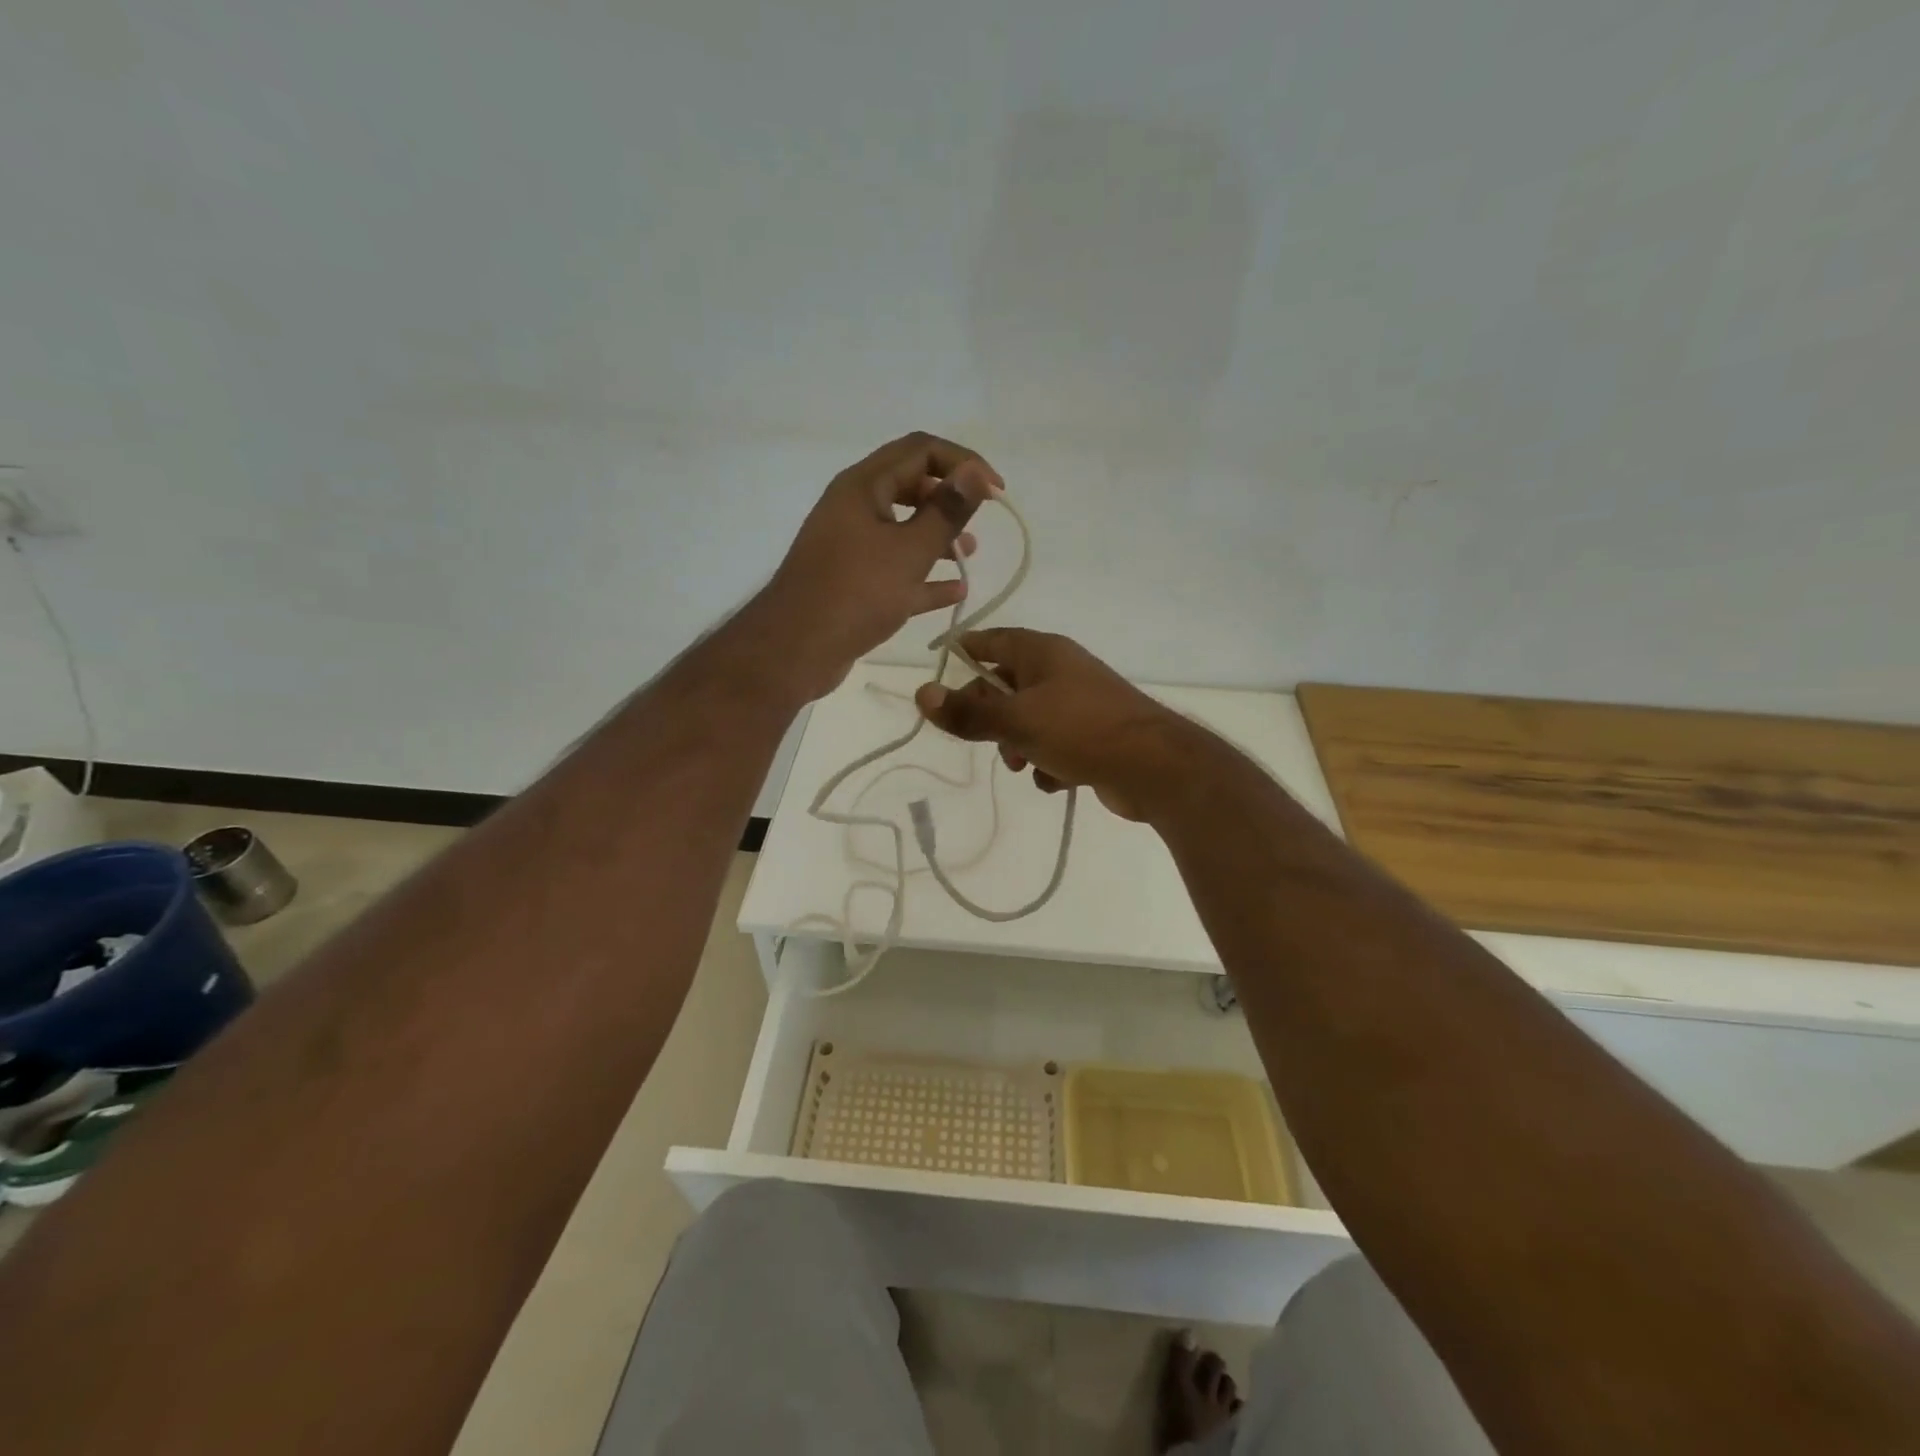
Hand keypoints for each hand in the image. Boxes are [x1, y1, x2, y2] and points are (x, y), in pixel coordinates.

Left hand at [757, 433, 1001, 699]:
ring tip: (970, 556)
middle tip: (980, 520)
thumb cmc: (855, 593)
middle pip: (910, 487)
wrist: (795, 650)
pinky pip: (895, 570)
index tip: (996, 492)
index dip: (963, 463)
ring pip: (903, 530)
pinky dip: (923, 576)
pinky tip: (954, 592)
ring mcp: (851, 547)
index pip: (920, 450)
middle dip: (949, 499)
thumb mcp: (910, 551)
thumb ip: (947, 511)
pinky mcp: (852, 583)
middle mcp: (854, 508)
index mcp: (863, 486)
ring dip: (938, 538)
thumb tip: (976, 472)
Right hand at [913, 629, 1195, 821]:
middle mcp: (1061, 671)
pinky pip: (1054, 744)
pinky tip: (1055, 780)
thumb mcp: (1016, 722)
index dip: (964, 651)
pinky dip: (1048, 762)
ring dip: (1017, 744)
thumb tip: (921, 693)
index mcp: (1043, 653)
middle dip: (990, 716)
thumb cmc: (1080, 730)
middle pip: (1006, 685)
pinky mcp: (1093, 736)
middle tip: (982, 739)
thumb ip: (967, 713)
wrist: (1154, 767)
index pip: (991, 640)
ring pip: (1028, 719)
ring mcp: (1079, 704)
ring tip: (1023, 765)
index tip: (939, 667)